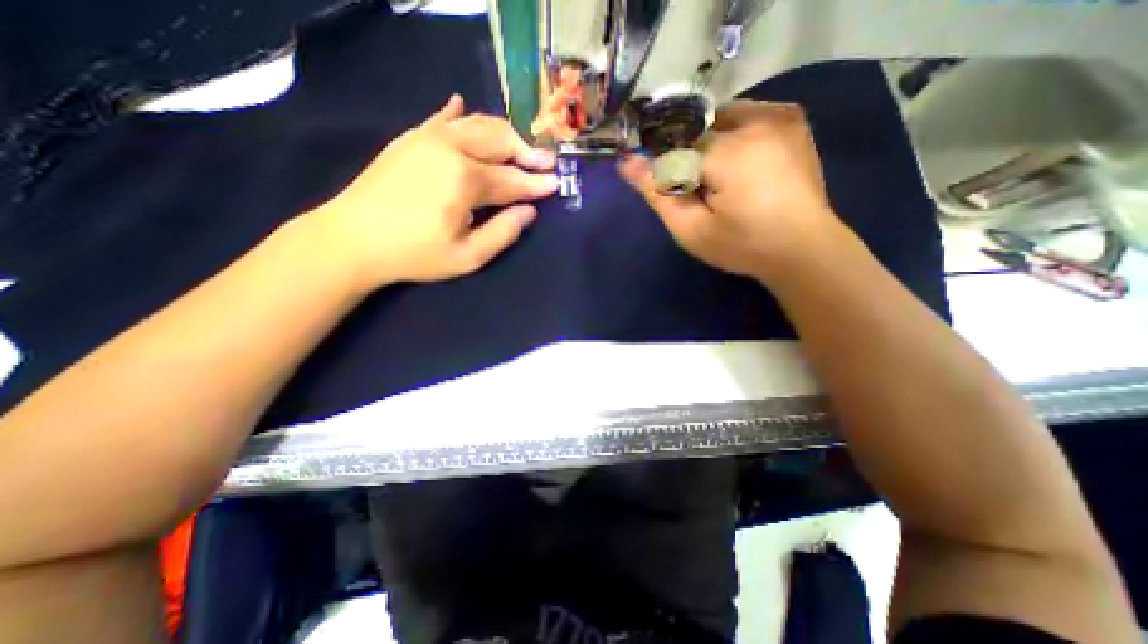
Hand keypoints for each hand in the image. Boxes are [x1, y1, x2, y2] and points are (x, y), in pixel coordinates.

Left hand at [309, 94, 561, 290]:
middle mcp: (451, 149)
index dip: (537, 184)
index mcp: (465, 180)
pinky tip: (462, 104)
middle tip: (547, 161)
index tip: (557, 183)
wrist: (351, 239)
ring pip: (476, 124)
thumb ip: (503, 232)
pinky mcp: (410, 138)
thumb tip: (529, 212)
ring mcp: (428, 138)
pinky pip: (441, 117)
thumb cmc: (414, 254)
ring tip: (520, 146)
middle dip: (527, 151)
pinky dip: (458, 113)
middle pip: (499, 141)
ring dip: (503, 133)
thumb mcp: (467, 256)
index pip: (512, 180)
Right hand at [625, 99, 846, 281]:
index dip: (669, 171)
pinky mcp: (791, 119)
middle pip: (697, 130)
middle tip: (702, 192)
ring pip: (719, 119)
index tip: (678, 194)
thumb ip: (657, 193)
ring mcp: (779, 114)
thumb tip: (625, 161)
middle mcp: (756, 120)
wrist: (803, 249)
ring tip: (722, 181)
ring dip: (710, 144)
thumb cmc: (743, 246)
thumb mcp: (691, 230)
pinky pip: (745, 117)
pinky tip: (740, 167)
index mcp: (729, 151)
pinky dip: (732, 136)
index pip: (676, 146)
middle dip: (690, 157)